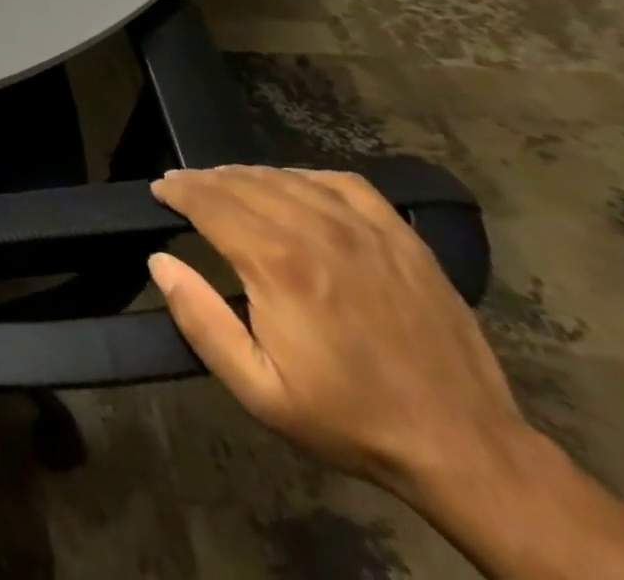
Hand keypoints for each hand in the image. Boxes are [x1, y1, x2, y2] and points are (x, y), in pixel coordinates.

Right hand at [148, 166, 527, 502]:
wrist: (464, 449)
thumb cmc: (349, 419)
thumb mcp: (258, 390)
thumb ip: (200, 320)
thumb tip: (160, 260)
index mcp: (277, 263)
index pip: (209, 201)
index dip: (177, 190)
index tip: (159, 190)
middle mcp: (315, 229)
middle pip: (242, 182)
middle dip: (203, 179)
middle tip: (183, 187)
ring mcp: (364, 228)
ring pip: (286, 177)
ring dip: (245, 175)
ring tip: (227, 186)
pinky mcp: (400, 235)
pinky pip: (341, 182)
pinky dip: (304, 176)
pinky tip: (293, 188)